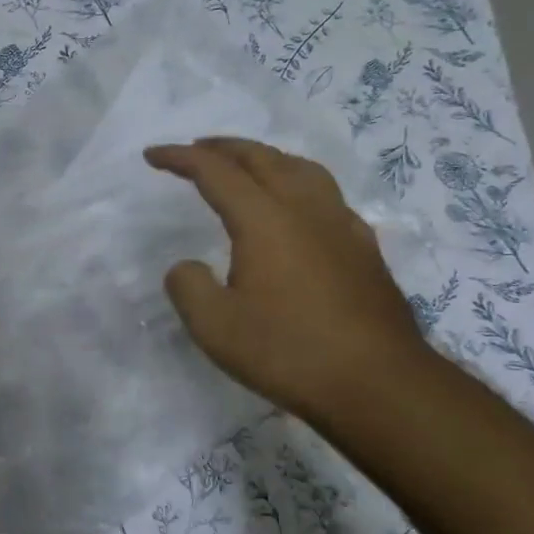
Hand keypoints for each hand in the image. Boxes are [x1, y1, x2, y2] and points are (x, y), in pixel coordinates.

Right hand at [145, 136, 434, 426]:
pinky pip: (326, 194)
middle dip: (222, 147)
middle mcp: (305, 209)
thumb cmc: (289, 352)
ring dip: (264, 158)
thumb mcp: (215, 326)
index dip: (180, 158)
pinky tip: (298, 208)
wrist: (380, 386)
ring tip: (246, 165)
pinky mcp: (364, 249)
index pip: (215, 172)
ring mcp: (341, 226)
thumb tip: (187, 267)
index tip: (152, 155)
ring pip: (300, 169)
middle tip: (195, 149)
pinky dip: (297, 183)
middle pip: (261, 158)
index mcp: (265, 219)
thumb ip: (188, 286)